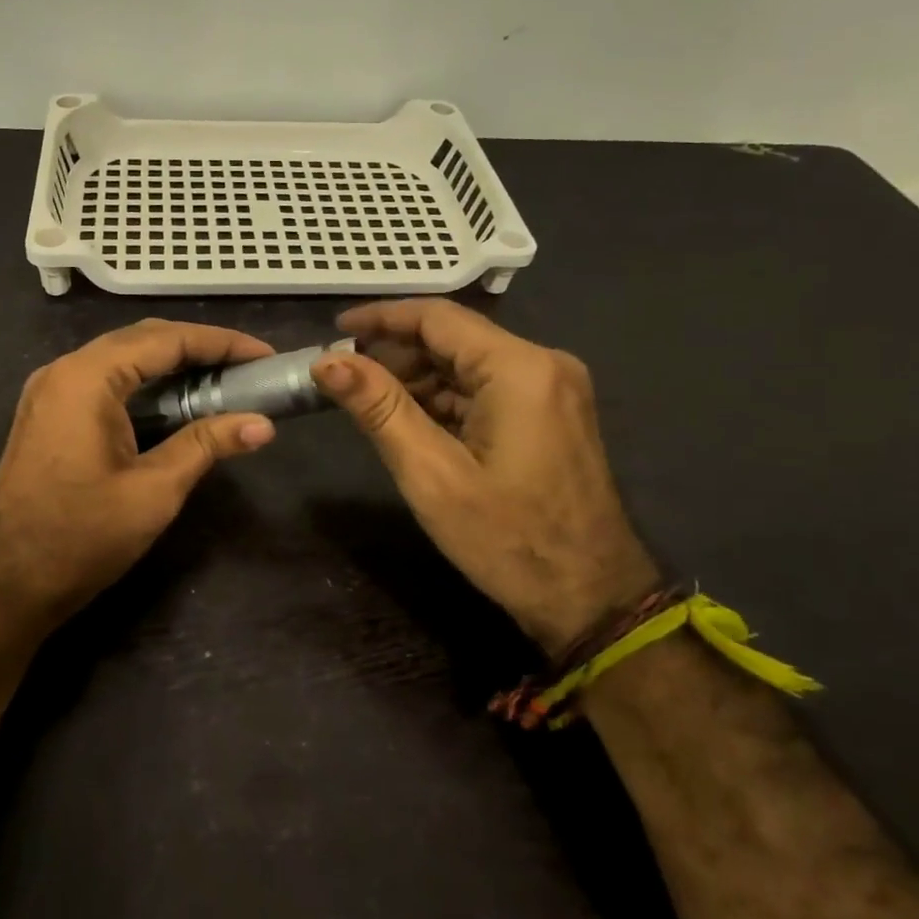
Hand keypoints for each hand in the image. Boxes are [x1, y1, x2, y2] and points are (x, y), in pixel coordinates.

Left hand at [0, 319, 277, 630]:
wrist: (6, 585)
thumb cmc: (81, 538)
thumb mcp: (154, 491)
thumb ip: (207, 446)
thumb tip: (263, 424)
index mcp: (86, 378)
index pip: (165, 340)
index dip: (220, 343)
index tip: (264, 355)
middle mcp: (63, 370)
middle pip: (142, 340)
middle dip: (198, 348)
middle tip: (248, 367)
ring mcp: (51, 391)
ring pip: (122, 358)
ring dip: (172, 364)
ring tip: (222, 380)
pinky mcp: (49, 413)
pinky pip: (105, 380)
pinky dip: (145, 383)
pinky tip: (176, 402)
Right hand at [312, 299, 658, 657]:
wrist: (592, 600)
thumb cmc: (508, 540)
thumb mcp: (431, 474)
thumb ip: (379, 408)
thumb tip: (327, 360)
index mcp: (520, 368)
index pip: (437, 318)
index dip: (380, 318)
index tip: (334, 329)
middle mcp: (543, 363)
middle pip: (454, 338)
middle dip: (395, 353)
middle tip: (342, 374)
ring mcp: (552, 389)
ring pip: (468, 363)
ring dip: (417, 377)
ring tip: (365, 399)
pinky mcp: (551, 414)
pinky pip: (487, 389)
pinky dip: (444, 398)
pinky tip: (408, 419)